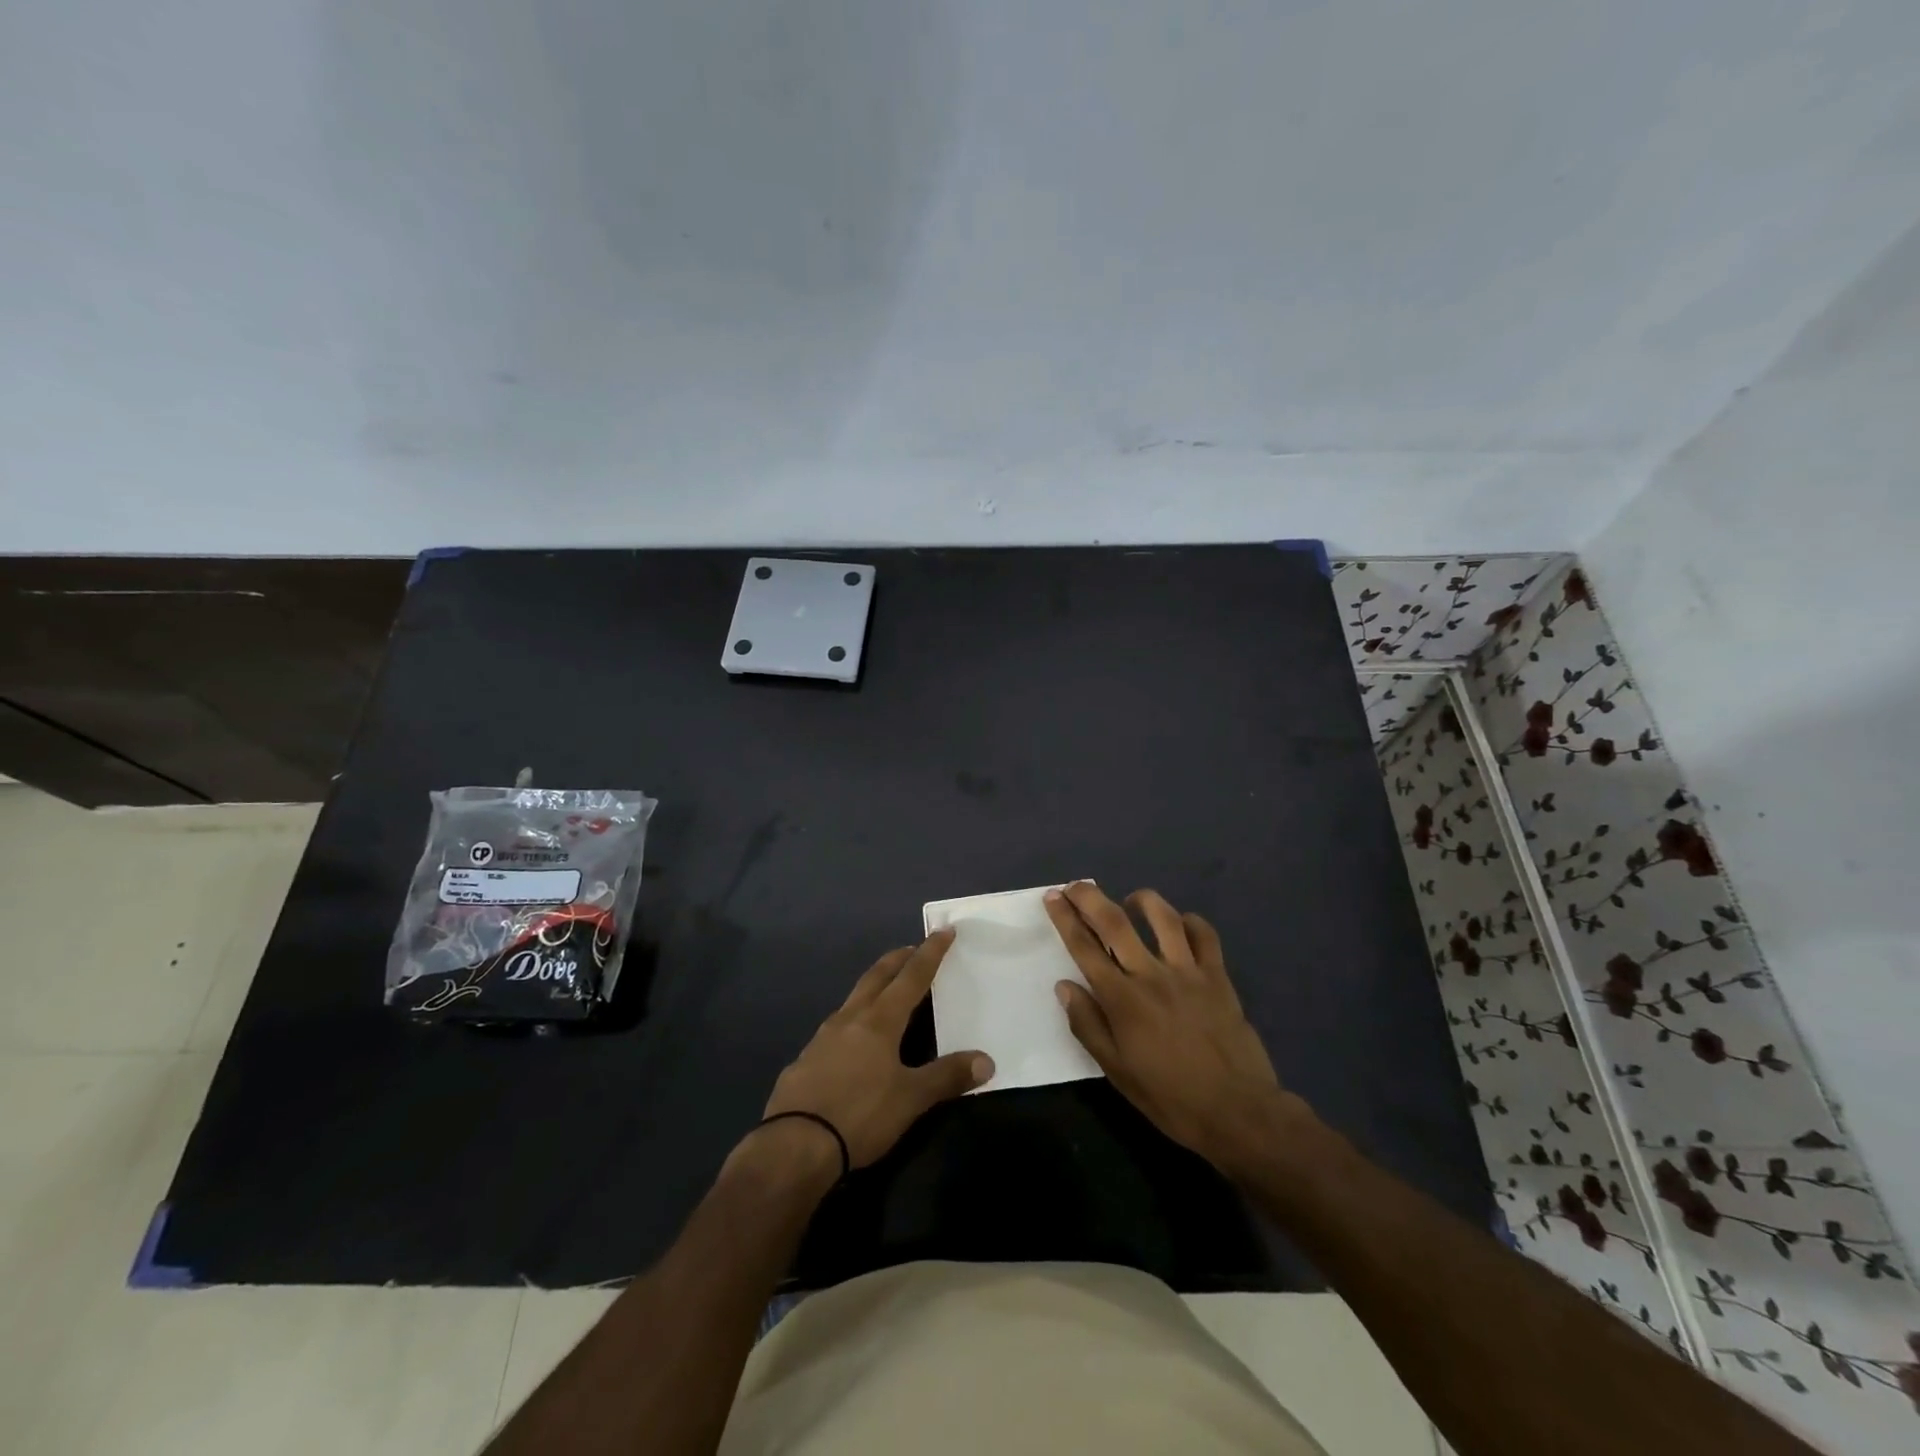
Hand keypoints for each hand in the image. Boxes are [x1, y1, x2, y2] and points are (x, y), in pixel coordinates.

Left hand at [762, 930, 993, 1168]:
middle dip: (898, 959)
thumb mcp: (910, 1099)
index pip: (912, 977)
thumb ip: (947, 1077)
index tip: (943, 931)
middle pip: (877, 977)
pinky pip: (836, 1027)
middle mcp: (850, 1018)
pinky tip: (855, 1039)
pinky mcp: (806, 1059)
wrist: (794, 1145)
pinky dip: (854, 1019)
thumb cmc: (860, 1114)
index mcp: (880, 1020)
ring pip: (854, 999)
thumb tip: (987, 1061)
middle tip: (912, 949)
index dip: (930, 953)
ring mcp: (823, 1037)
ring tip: (887, 991)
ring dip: (874, 987)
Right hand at [1044, 883, 1302, 1177]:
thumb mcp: (1117, 1071)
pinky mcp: (1218, 977)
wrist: (1238, 1112)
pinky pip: (1204, 935)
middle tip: (1075, 885)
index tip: (1053, 897)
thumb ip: (1088, 1025)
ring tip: (1130, 900)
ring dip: (1141, 900)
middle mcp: (1151, 975)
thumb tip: (1065, 986)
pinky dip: (1190, 922)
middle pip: (1115, 922)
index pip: (1085, 948)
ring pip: (1163, 917)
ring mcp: (1188, 972)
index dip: (1065, 919)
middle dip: (1090, 898)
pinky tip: (1180, 925)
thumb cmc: (1170, 1098)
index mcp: (1122, 1000)